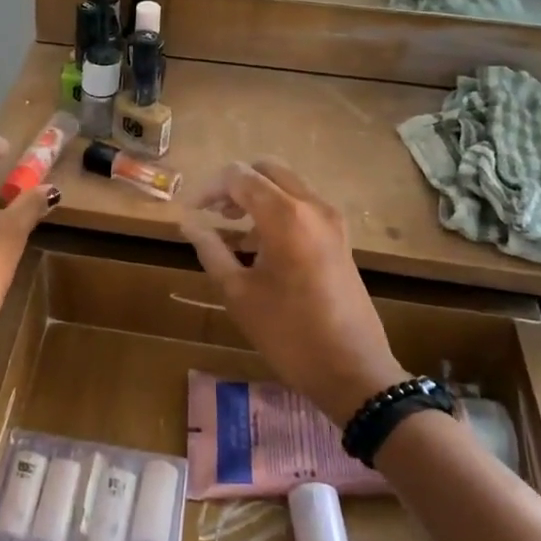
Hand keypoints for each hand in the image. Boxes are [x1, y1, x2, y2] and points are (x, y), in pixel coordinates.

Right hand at [179, 159, 406, 424]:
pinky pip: (302, 205)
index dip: (209, 188)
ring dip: (257, 196)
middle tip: (213, 213)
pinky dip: (277, 210)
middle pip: (266, 169)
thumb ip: (210, 249)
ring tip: (231, 230)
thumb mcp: (238, 293)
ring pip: (286, 185)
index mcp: (285, 216)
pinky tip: (260, 247)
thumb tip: (187, 222)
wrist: (353, 370)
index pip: (239, 177)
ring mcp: (331, 220)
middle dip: (235, 184)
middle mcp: (312, 206)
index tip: (190, 211)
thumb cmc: (288, 333)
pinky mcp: (340, 236)